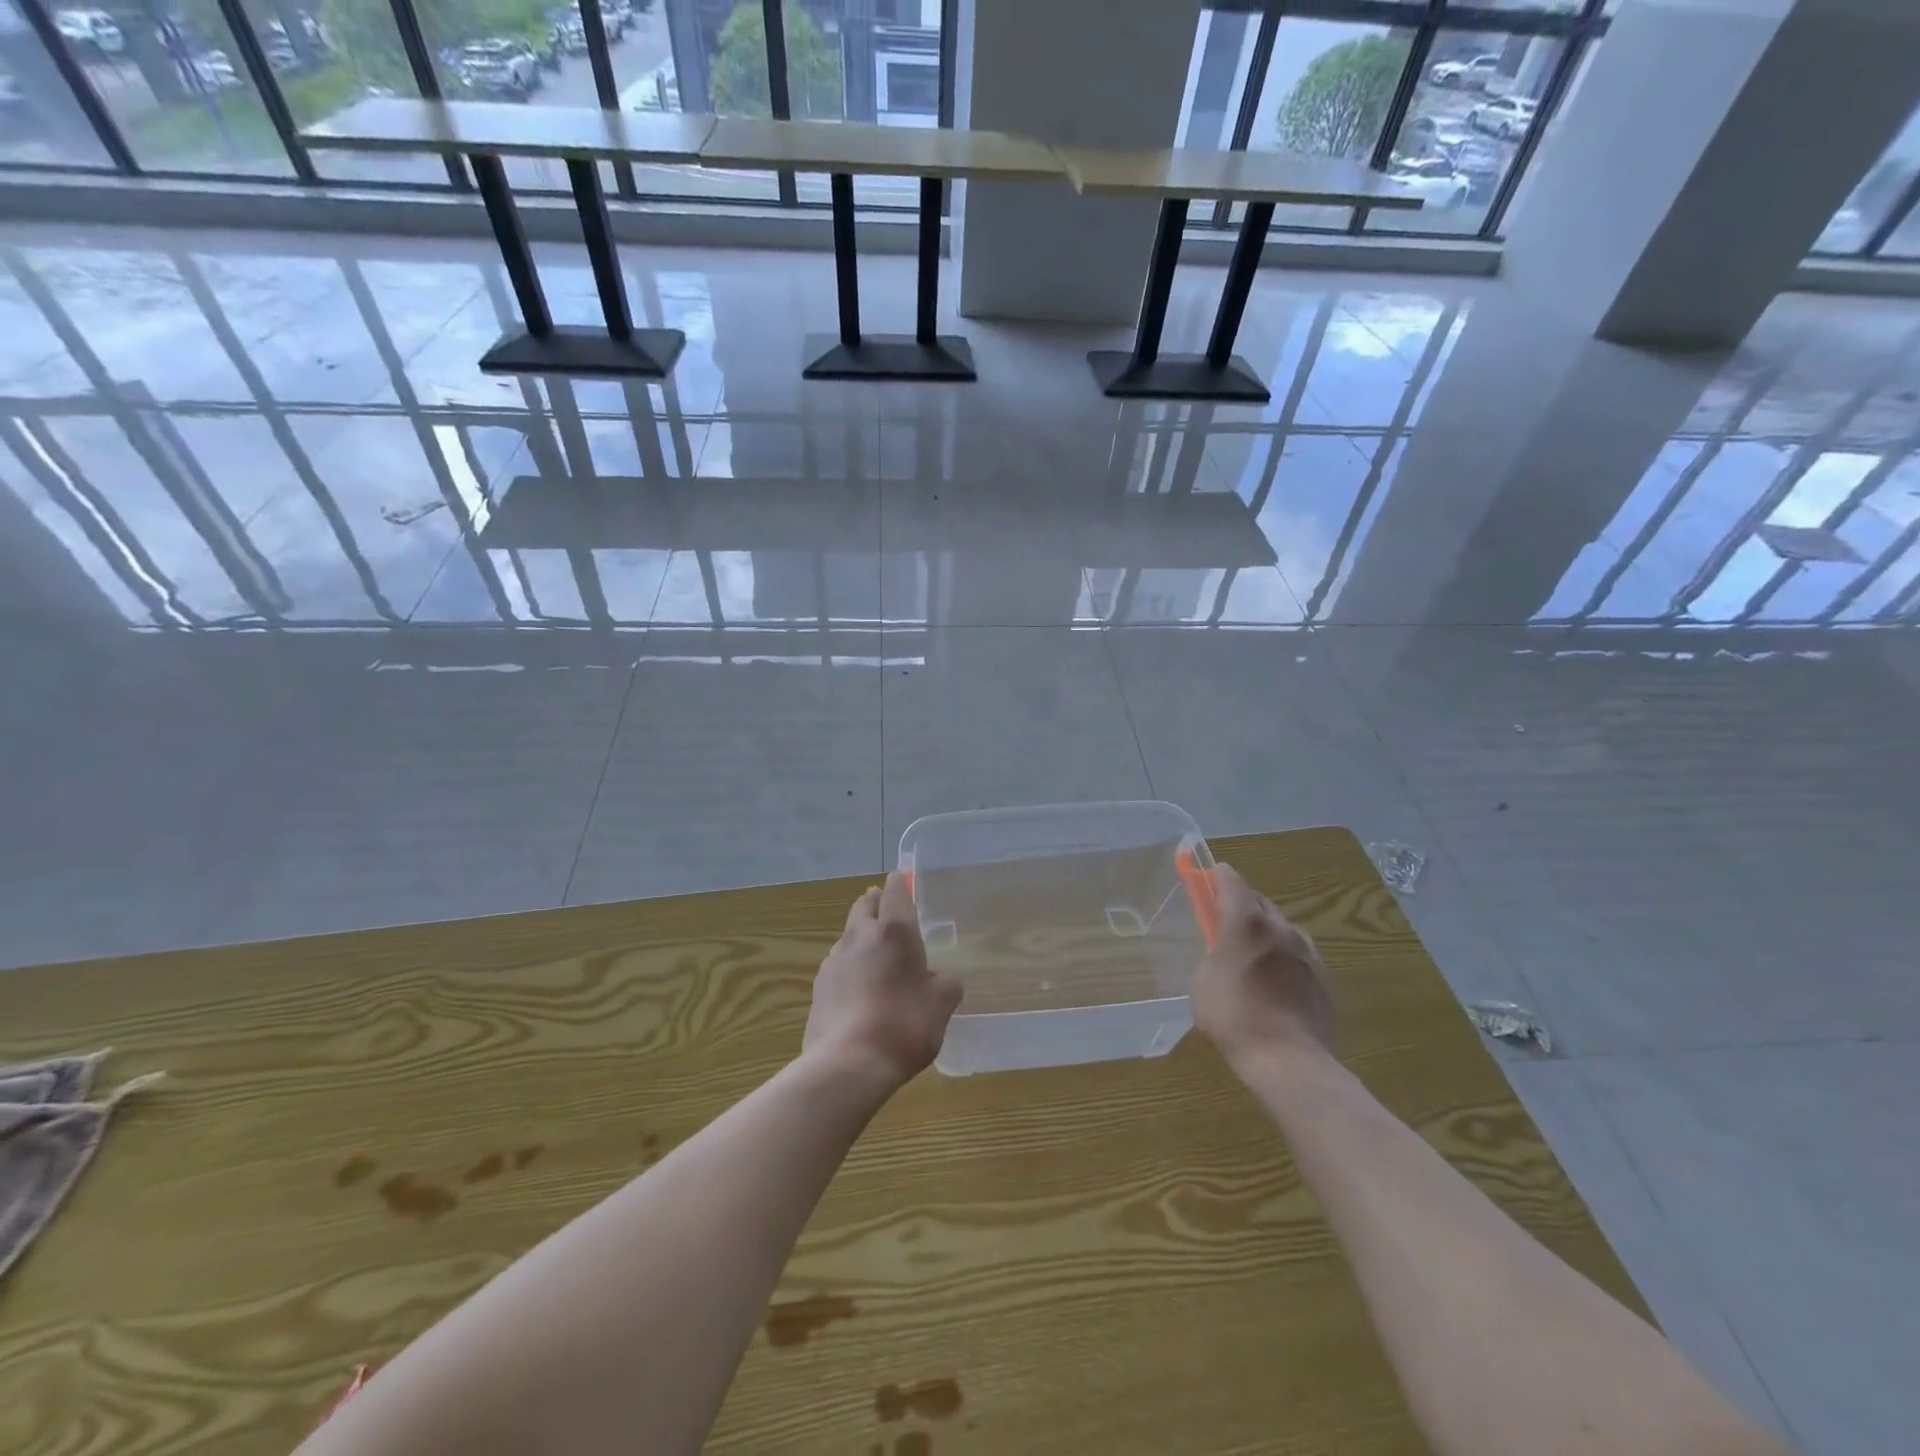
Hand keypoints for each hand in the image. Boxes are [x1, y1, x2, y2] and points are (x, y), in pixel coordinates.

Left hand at [804, 872, 961, 1090]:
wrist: (847, 1064)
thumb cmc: (904, 1025)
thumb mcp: (941, 1005)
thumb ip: (946, 984)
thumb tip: (940, 978)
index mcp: (895, 931)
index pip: (895, 891)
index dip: (901, 883)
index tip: (905, 881)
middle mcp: (861, 936)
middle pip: (865, 905)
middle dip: (877, 903)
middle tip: (891, 913)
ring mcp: (835, 960)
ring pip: (849, 934)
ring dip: (862, 935)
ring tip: (878, 956)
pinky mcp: (819, 986)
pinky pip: (838, 963)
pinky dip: (850, 965)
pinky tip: (860, 987)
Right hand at [1193, 864, 1333, 1068]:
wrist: (1288, 1060)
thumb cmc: (1234, 1017)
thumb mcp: (1202, 983)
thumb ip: (1212, 955)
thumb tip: (1221, 951)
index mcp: (1245, 922)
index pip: (1232, 881)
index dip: (1219, 876)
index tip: (1209, 878)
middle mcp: (1280, 927)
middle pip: (1260, 901)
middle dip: (1243, 904)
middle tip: (1227, 920)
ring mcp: (1307, 952)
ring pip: (1284, 927)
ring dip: (1267, 930)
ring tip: (1254, 954)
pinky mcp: (1324, 977)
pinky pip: (1300, 954)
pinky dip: (1286, 956)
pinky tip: (1277, 980)